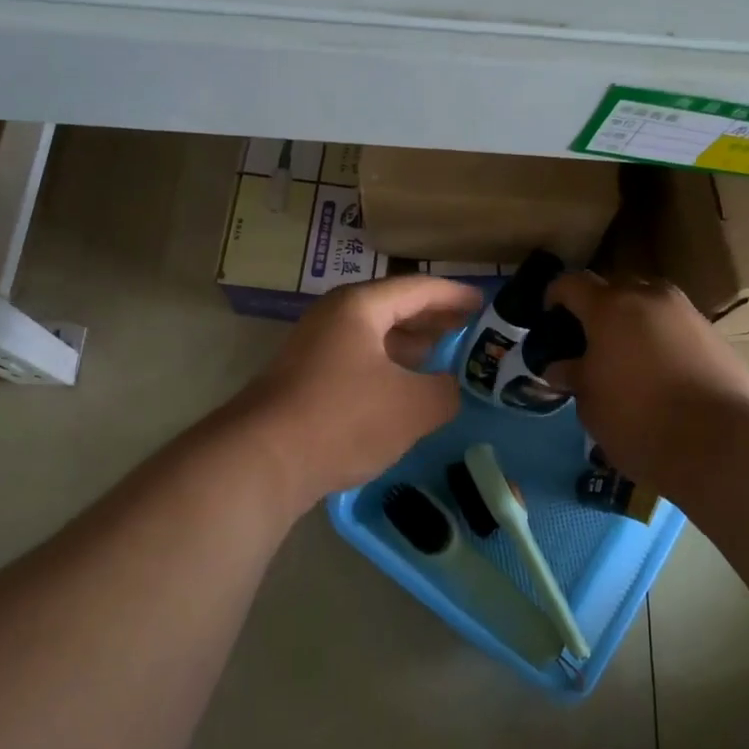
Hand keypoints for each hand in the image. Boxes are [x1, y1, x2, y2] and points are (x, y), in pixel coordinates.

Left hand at [230, 274, 482, 504]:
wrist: (263, 459)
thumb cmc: (344, 418)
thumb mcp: (413, 407)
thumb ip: (445, 391)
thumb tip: (449, 388)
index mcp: (360, 306)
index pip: (418, 288)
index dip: (455, 295)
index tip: (484, 303)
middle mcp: (334, 316)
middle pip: (393, 307)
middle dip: (433, 317)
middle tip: (468, 328)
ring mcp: (315, 346)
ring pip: (374, 335)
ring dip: (409, 343)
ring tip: (442, 356)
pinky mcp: (305, 377)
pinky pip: (357, 358)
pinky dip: (387, 365)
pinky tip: (402, 388)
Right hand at [545, 271, 748, 488]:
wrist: (720, 443)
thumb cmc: (638, 419)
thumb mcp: (590, 403)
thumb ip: (574, 376)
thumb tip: (561, 367)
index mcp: (610, 307)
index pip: (571, 283)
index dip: (554, 296)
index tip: (549, 318)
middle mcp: (650, 297)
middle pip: (615, 287)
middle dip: (599, 307)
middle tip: (589, 340)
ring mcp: (687, 313)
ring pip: (650, 304)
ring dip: (634, 321)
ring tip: (627, 356)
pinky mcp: (716, 336)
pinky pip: (677, 326)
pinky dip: (663, 339)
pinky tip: (661, 373)